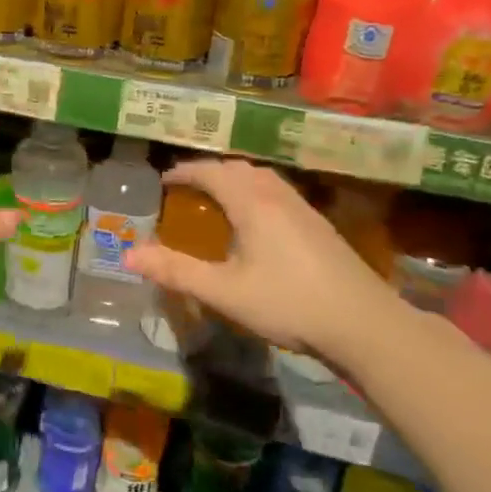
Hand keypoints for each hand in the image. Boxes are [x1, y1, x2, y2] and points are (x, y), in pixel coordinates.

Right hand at [122, 157, 392, 356]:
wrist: (361, 322)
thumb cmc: (287, 304)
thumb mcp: (223, 292)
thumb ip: (176, 272)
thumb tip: (129, 255)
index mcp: (252, 203)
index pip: (212, 173)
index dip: (185, 172)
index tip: (164, 180)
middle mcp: (277, 196)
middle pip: (239, 169)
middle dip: (209, 171)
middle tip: (187, 187)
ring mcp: (303, 209)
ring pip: (263, 178)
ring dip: (235, 179)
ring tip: (218, 198)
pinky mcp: (318, 225)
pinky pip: (278, 192)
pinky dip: (255, 192)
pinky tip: (257, 221)